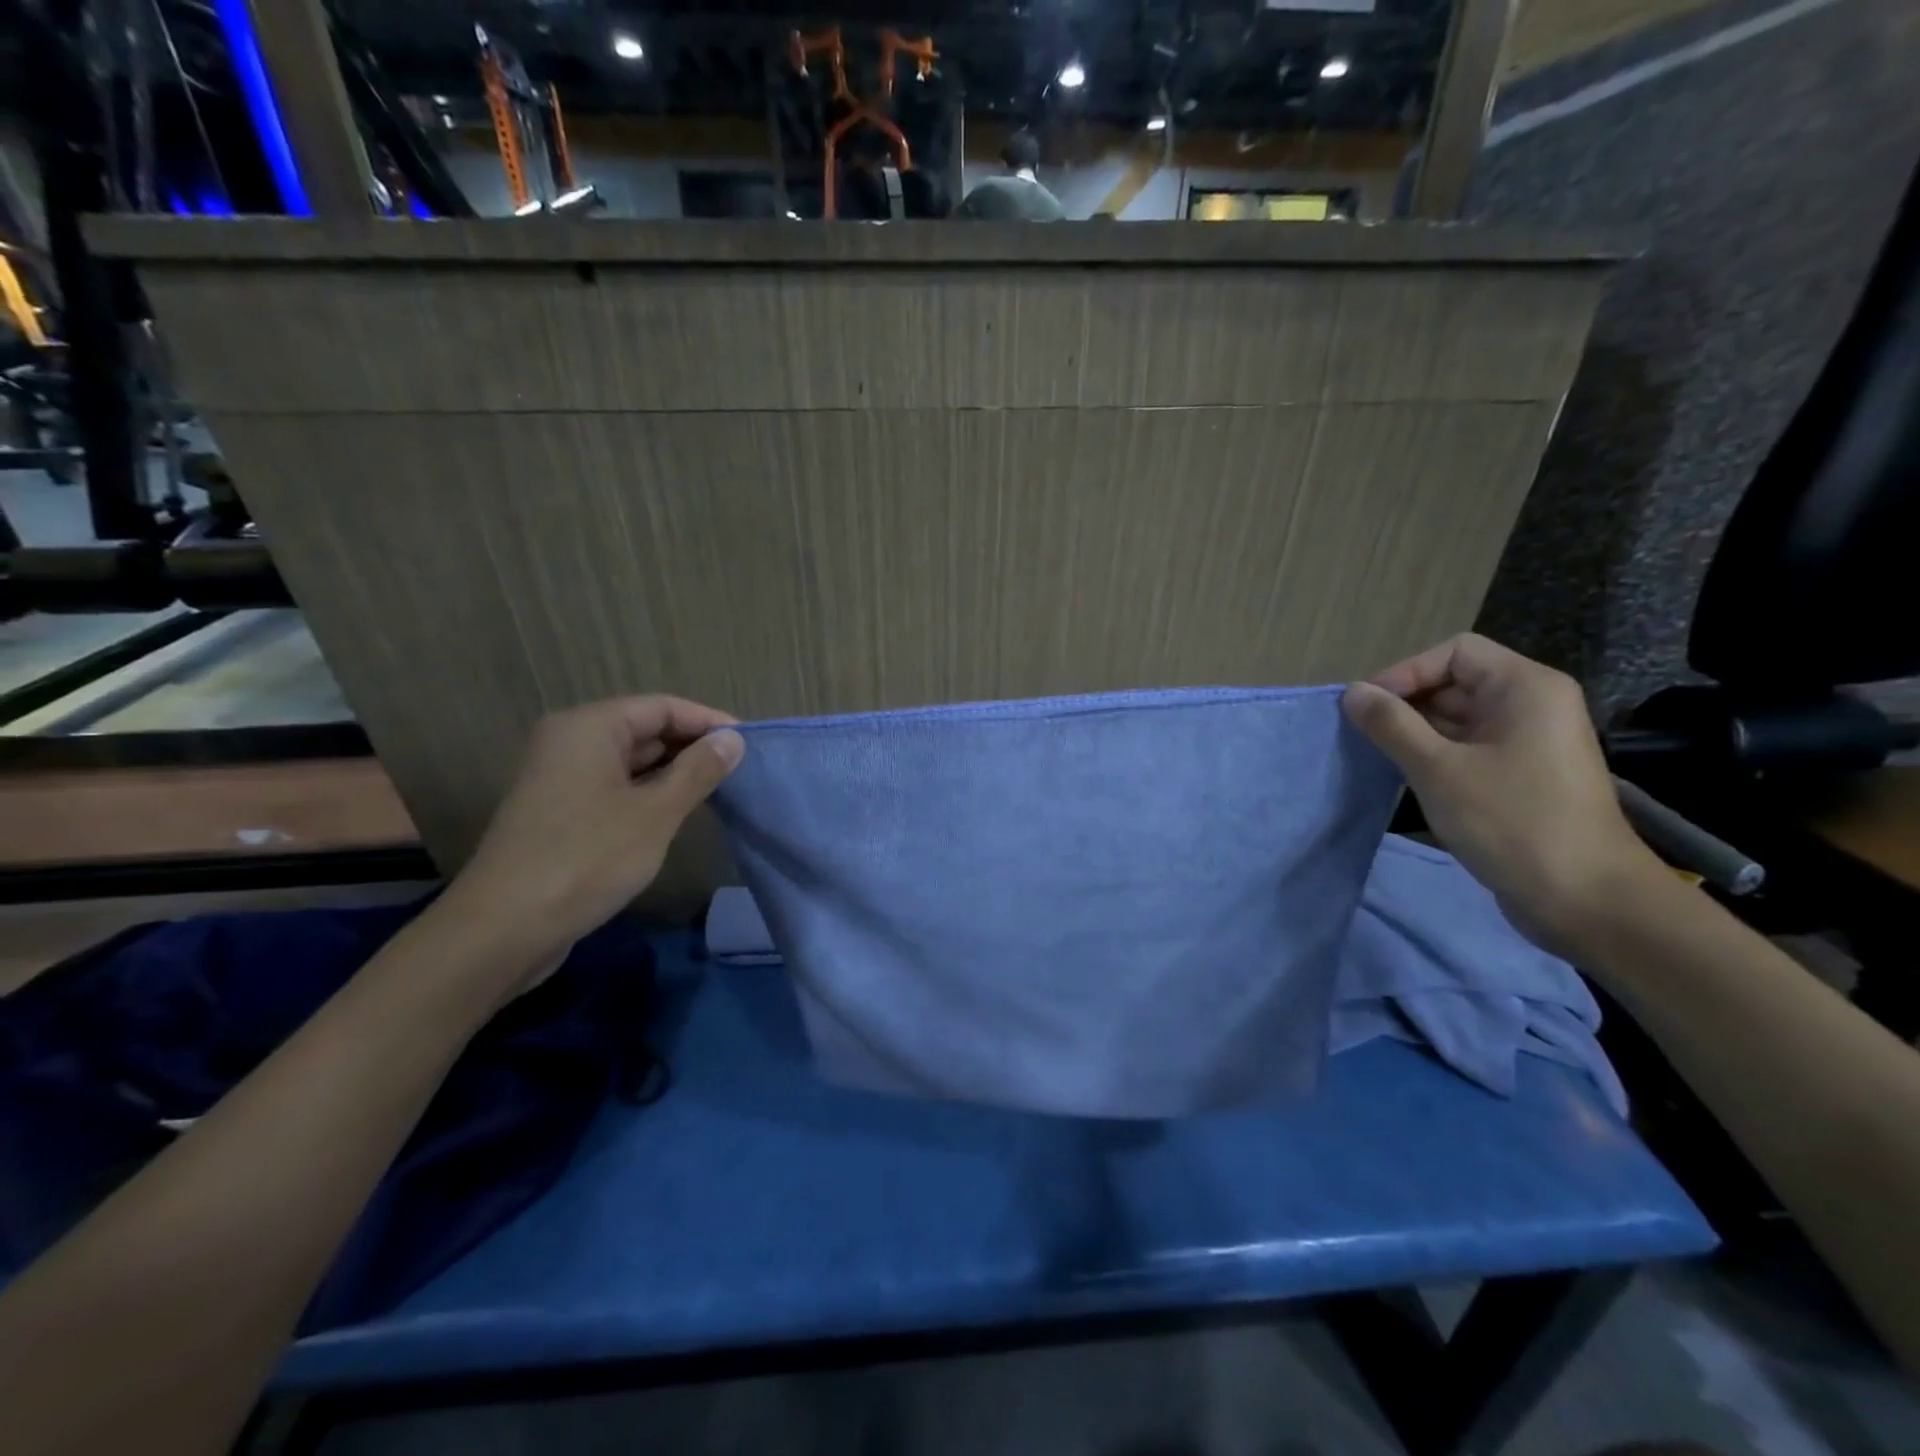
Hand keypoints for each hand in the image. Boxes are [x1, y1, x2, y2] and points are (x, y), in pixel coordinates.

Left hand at [439, 697, 744, 978]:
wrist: (503, 930)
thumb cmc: (586, 859)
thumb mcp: (655, 813)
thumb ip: (698, 771)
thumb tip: (733, 741)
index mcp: (589, 728)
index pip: (662, 707)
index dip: (709, 722)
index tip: (750, 745)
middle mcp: (570, 742)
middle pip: (644, 729)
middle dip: (692, 747)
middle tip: (739, 771)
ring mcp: (561, 778)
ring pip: (631, 761)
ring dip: (673, 773)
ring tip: (718, 791)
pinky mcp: (560, 812)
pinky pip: (615, 787)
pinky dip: (648, 794)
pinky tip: (677, 815)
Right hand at [1341, 634, 1660, 954]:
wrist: (1586, 900)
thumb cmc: (1511, 821)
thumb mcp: (1437, 769)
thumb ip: (1391, 725)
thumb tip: (1353, 692)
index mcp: (1524, 688)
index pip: (1454, 652)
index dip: (1406, 673)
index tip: (1368, 709)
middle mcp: (1532, 705)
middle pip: (1456, 682)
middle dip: (1407, 704)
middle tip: (1365, 737)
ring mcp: (1530, 742)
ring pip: (1459, 718)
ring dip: (1417, 733)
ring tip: (1379, 758)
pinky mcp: (1524, 776)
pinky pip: (1470, 748)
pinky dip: (1437, 756)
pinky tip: (1408, 779)